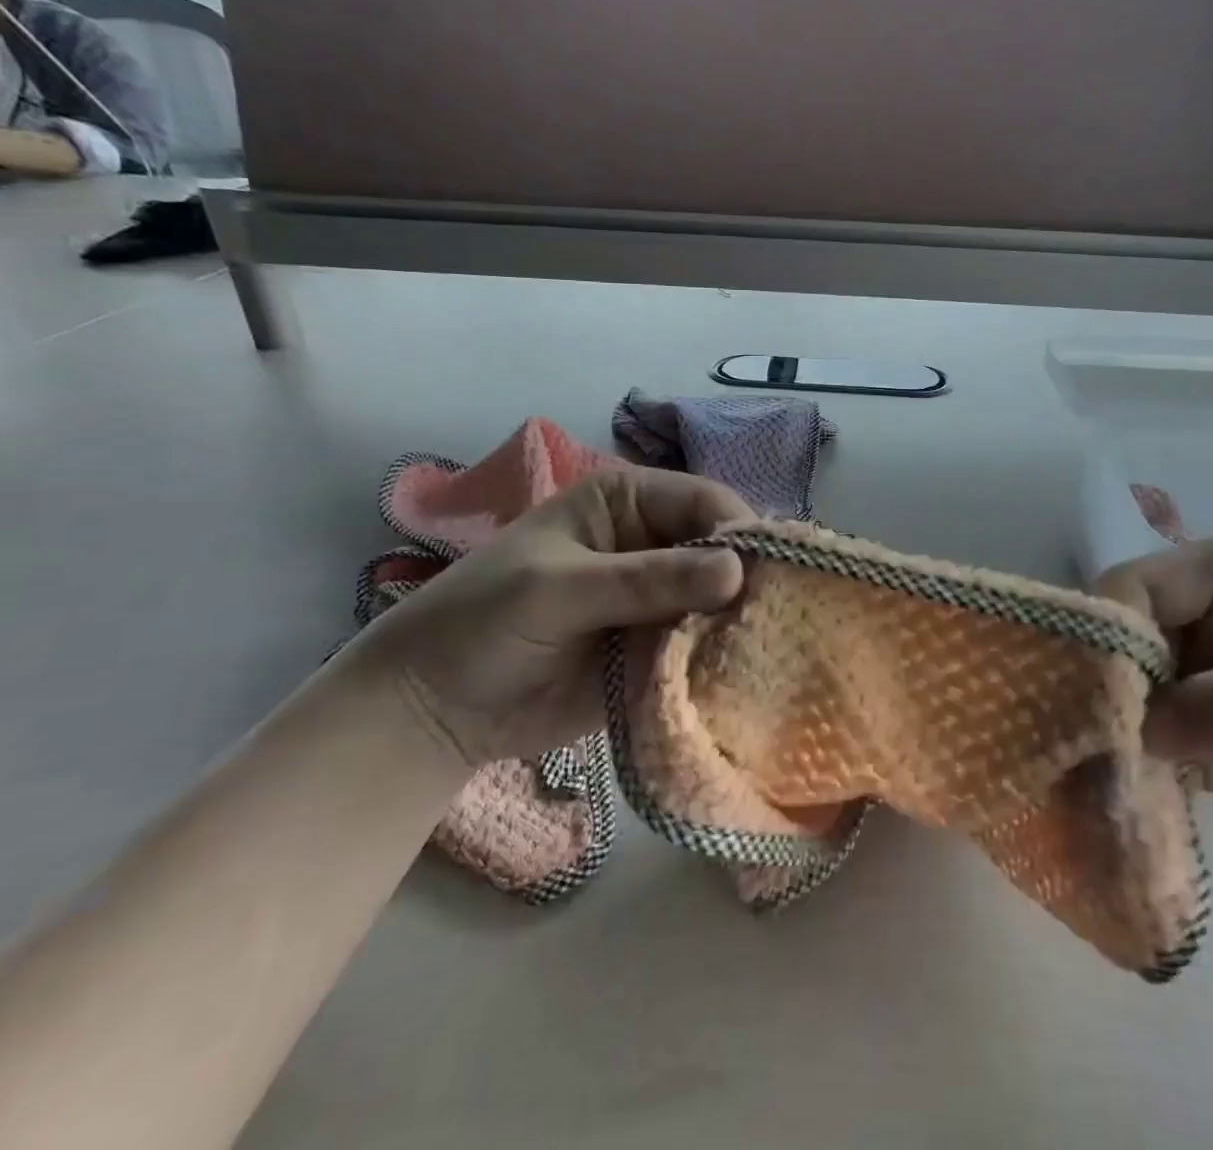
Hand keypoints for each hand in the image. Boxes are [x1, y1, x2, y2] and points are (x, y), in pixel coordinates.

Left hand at [351, 467, 753, 764]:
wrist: (435, 710)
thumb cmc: (484, 621)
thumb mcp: (559, 590)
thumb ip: (645, 580)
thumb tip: (738, 571)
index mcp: (628, 501)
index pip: (705, 501)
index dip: (740, 530)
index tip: (770, 573)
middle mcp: (654, 543)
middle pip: (724, 551)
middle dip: (749, 581)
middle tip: (778, 618)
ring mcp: (661, 599)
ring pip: (723, 602)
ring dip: (742, 624)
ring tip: (770, 652)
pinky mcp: (662, 649)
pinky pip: (707, 648)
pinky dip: (725, 661)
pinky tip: (747, 677)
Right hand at [1098, 537, 1212, 891]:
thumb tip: (1141, 726)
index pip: (1138, 585)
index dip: (1107, 631)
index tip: (1087, 696)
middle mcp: (1202, 617)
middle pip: (1119, 642)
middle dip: (1096, 689)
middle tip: (1070, 744)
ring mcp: (1201, 679)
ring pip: (1125, 696)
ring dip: (1104, 734)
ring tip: (1078, 777)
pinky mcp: (1204, 738)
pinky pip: (1150, 746)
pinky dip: (1129, 770)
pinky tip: (1106, 799)